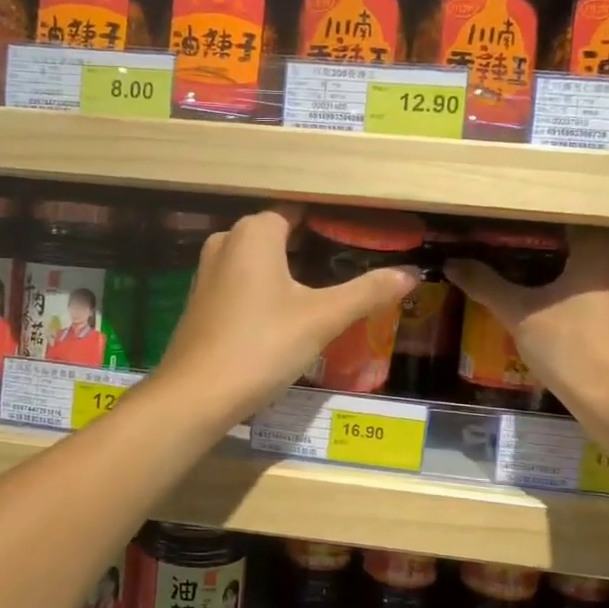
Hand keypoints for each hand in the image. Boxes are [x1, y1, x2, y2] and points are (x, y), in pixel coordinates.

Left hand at [154, 204, 419, 421]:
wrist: (196, 395)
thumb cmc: (262, 345)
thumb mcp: (322, 318)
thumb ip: (367, 292)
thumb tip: (412, 274)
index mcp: (254, 233)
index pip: (298, 212)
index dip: (330, 223)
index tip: (360, 237)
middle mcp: (226, 242)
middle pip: (279, 236)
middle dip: (313, 249)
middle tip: (351, 267)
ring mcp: (207, 273)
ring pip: (259, 262)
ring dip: (290, 272)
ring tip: (327, 292)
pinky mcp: (201, 303)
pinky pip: (242, 284)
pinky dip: (267, 291)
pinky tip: (288, 317)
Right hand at [445, 227, 608, 405]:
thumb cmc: (569, 347)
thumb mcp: (519, 314)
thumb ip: (486, 285)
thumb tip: (452, 263)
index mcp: (601, 248)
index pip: (577, 218)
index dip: (552, 221)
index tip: (531, 227)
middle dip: (587, 237)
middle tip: (555, 248)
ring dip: (607, 264)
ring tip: (575, 276)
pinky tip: (598, 312)